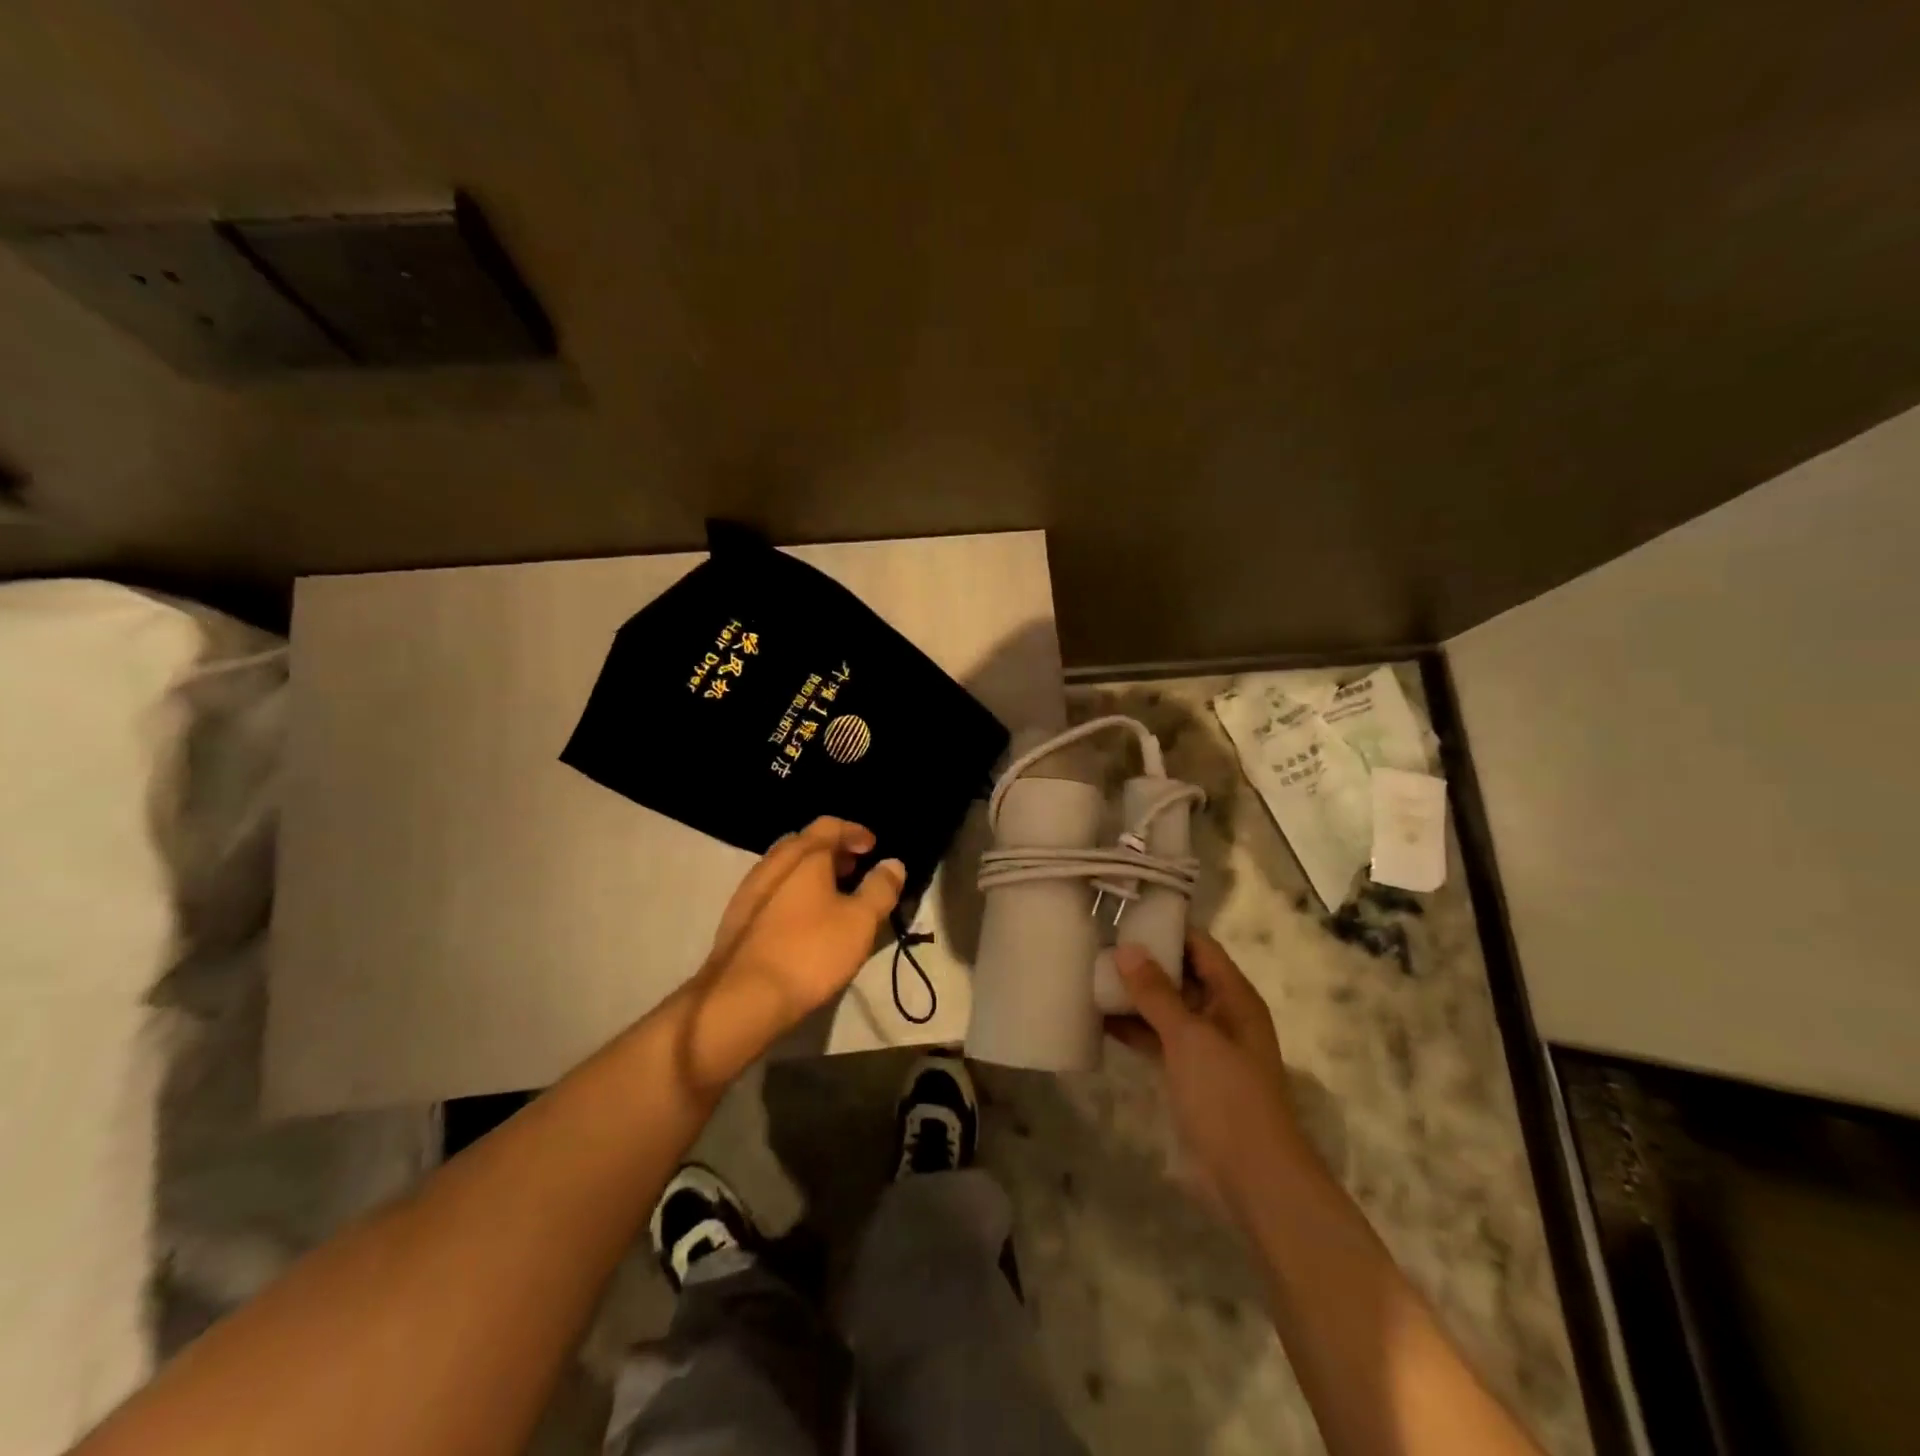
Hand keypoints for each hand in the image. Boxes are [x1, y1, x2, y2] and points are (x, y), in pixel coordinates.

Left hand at [683, 818, 905, 1088]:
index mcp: (803, 855)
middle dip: (831, 850)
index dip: (854, 832)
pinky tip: (805, 920)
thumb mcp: (860, 921)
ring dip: (811, 873)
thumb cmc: (810, 951)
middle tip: (854, 868)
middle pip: (803, 843)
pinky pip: (772, 892)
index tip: (873, 847)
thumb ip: (880, 888)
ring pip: (785, 869)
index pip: (829, 825)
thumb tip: (893, 863)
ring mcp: (749, 891)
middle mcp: (772, 864)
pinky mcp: (738, 920)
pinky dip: (794, 893)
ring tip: (834, 896)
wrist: (743, 998)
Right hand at [1107, 931, 1316, 1213]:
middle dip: (1144, 961)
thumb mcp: (1188, 1037)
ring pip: (1167, 1007)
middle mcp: (1222, 1014)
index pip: (1199, 945)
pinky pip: (1159, 1038)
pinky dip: (1134, 1028)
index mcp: (1233, 996)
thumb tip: (1126, 948)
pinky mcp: (1191, 1073)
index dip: (1166, 928)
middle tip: (1098, 943)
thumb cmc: (1227, 1096)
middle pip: (1181, 974)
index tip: (1125, 914)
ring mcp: (1206, 1046)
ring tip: (1091, 975)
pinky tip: (1099, 1020)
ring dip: (1135, 995)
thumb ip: (1156, 992)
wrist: (1254, 1178)